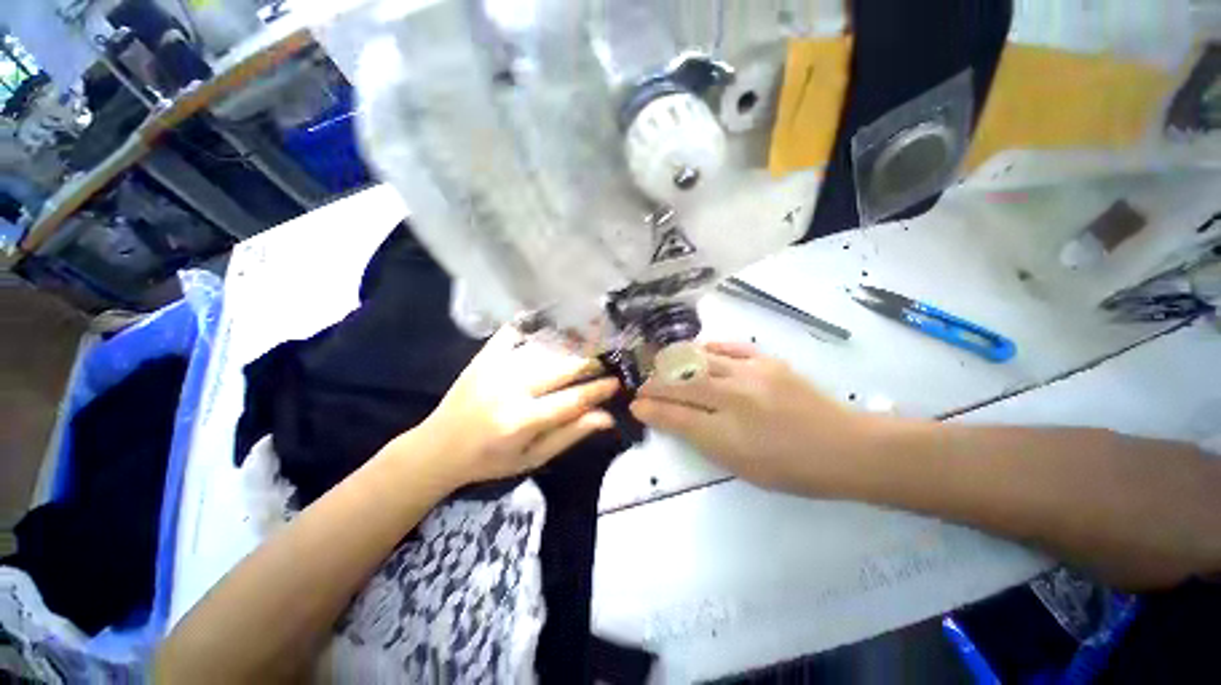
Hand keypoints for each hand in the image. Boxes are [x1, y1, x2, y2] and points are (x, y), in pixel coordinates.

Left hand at [406, 326, 619, 489]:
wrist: (438, 448)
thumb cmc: (490, 460)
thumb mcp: (533, 458)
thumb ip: (569, 435)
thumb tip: (606, 417)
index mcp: (522, 421)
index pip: (572, 400)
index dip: (598, 390)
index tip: (616, 382)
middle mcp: (511, 389)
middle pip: (561, 369)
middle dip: (589, 363)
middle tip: (606, 360)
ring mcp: (495, 369)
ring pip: (543, 350)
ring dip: (569, 345)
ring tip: (589, 342)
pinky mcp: (483, 358)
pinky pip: (512, 334)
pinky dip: (532, 326)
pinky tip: (548, 325)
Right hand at [630, 342, 881, 493]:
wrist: (845, 448)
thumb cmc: (790, 468)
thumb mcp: (739, 464)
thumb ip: (700, 438)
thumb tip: (668, 418)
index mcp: (727, 433)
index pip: (675, 416)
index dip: (651, 409)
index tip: (636, 405)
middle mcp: (733, 398)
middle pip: (681, 384)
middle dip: (656, 384)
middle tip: (644, 385)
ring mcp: (751, 375)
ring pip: (700, 361)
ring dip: (675, 363)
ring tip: (663, 365)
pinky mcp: (767, 362)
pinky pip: (729, 348)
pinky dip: (709, 348)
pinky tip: (699, 350)